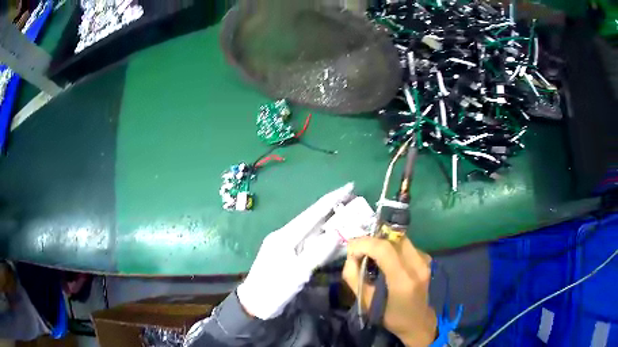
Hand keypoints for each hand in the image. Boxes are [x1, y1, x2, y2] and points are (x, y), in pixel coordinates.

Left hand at [237, 183, 354, 319]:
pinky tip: (334, 238)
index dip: (332, 199)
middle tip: (353, 200)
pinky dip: (323, 239)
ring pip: (312, 230)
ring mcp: (286, 245)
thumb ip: (317, 252)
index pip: (312, 212)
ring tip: (349, 216)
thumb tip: (336, 233)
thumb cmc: (274, 288)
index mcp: (285, 236)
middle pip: (312, 219)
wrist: (254, 303)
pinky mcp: (288, 254)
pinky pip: (309, 243)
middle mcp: (285, 235)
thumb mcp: (297, 272)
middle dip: (333, 208)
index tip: (349, 186)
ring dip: (330, 223)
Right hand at [343, 236, 436, 346]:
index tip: (350, 251)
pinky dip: (392, 247)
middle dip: (372, 241)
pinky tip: (386, 260)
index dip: (364, 244)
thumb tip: (350, 257)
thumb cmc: (390, 316)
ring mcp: (424, 261)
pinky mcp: (426, 259)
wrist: (417, 321)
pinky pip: (405, 245)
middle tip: (359, 252)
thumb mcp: (365, 302)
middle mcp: (417, 266)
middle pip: (392, 239)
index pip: (384, 249)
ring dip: (382, 243)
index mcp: (403, 281)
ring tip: (371, 255)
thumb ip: (353, 277)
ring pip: (399, 239)